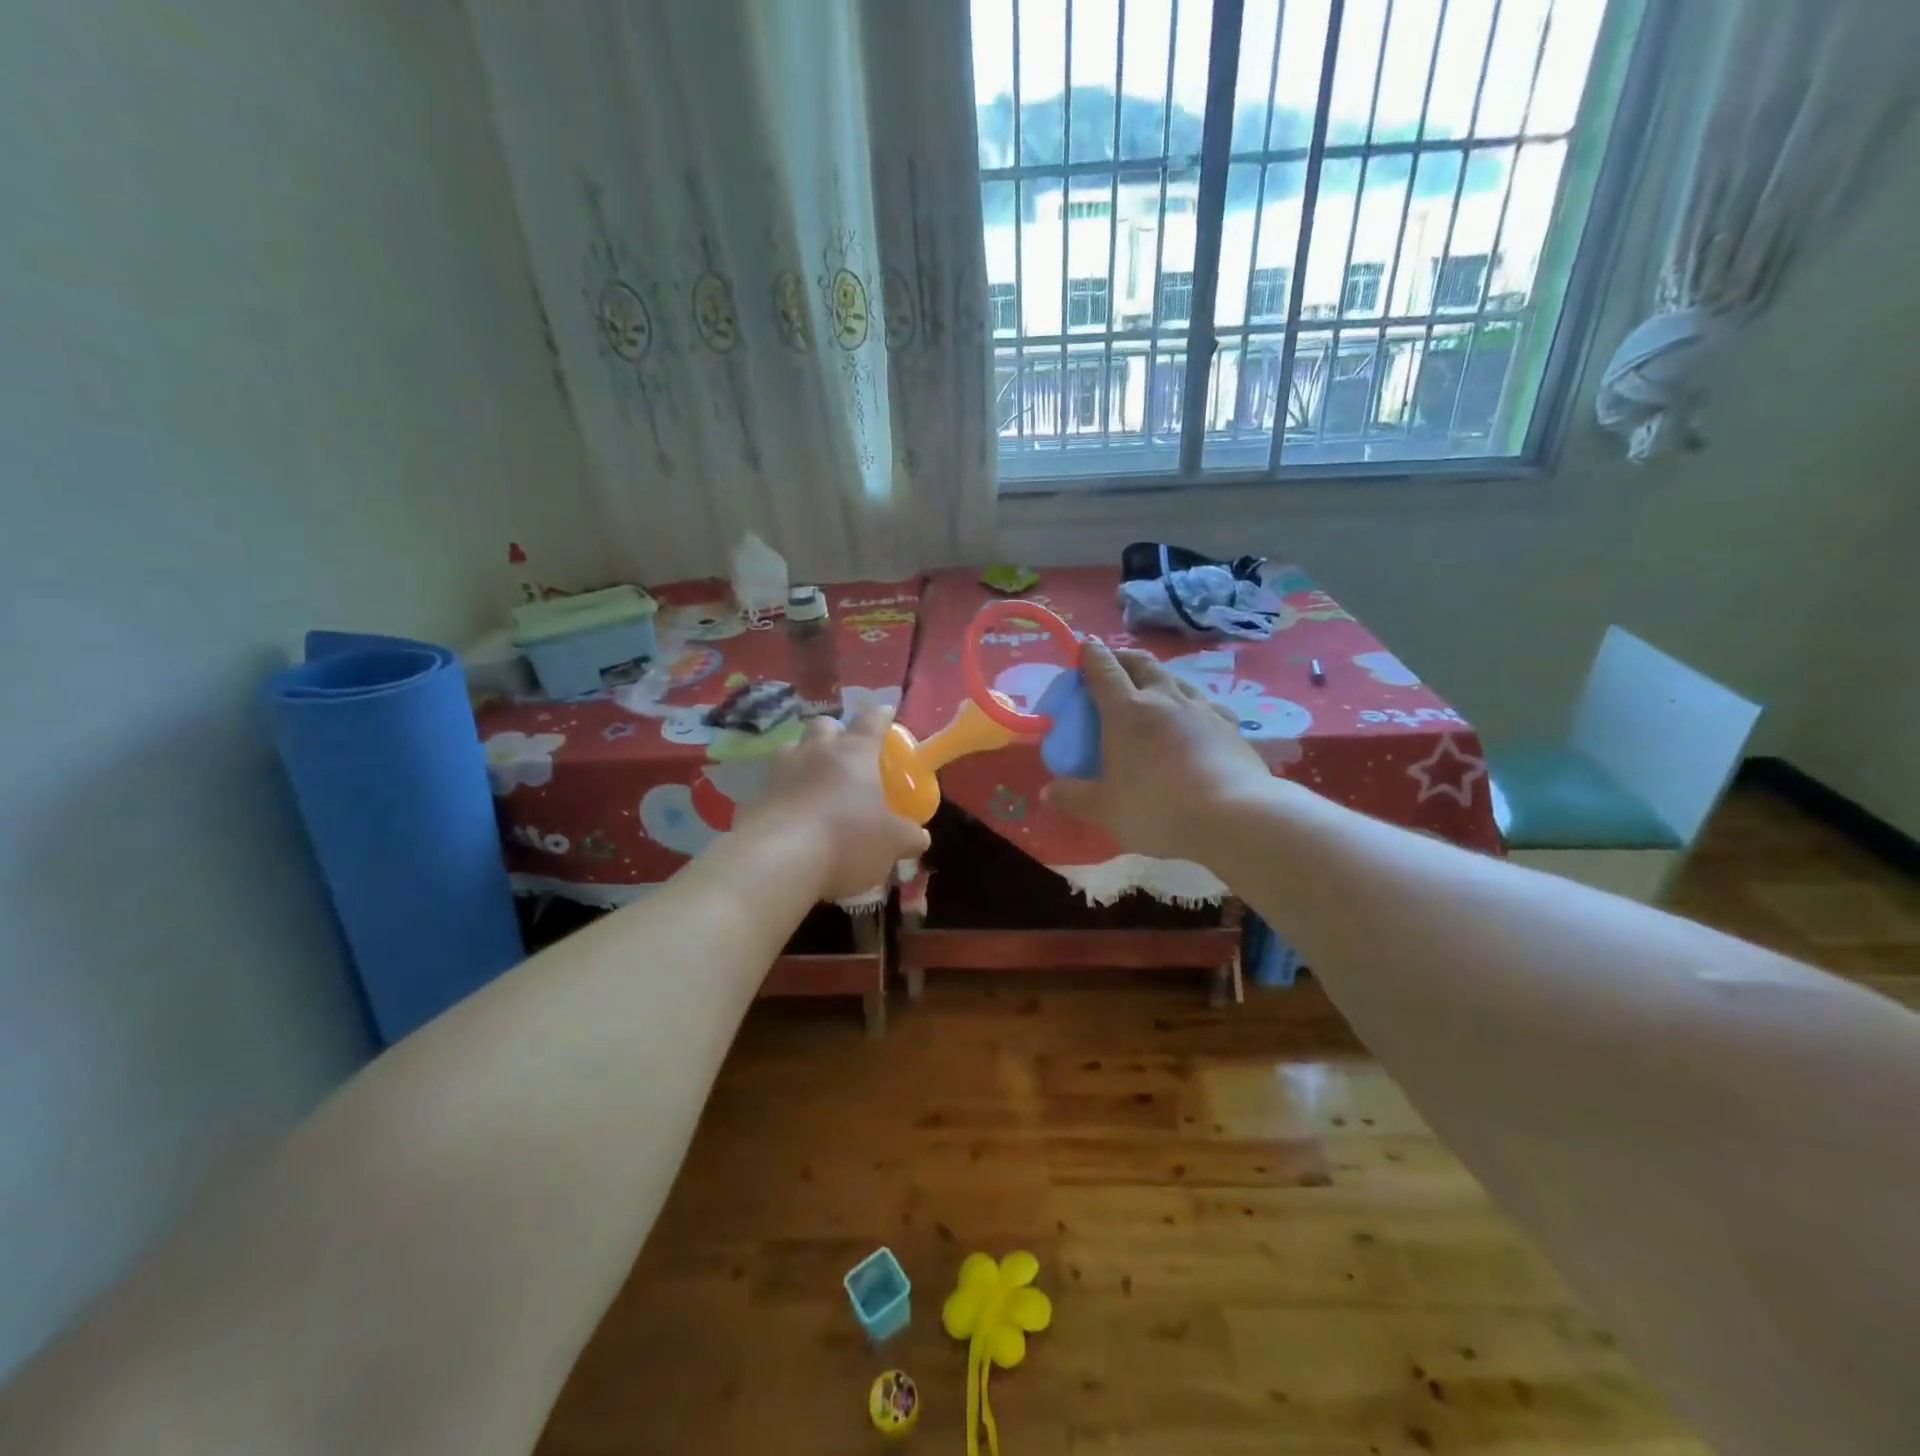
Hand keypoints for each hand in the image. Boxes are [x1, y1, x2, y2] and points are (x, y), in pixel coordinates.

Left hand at [743, 709, 931, 901]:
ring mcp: (780, 771)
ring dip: (804, 759)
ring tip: (813, 781)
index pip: (871, 720)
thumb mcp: (891, 843)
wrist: (779, 859)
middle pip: (824, 725)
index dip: (881, 716)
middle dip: (835, 732)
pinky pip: (772, 784)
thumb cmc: (848, 839)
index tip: (887, 713)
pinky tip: (791, 814)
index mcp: (854, 752)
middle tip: (845, 752)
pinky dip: (784, 793)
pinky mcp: (754, 796)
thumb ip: (908, 836)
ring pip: (792, 749)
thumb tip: (919, 837)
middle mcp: (816, 751)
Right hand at [1044, 641, 1271, 861]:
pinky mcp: (1230, 726)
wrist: (1234, 816)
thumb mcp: (1106, 810)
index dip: (1091, 654)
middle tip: (1113, 663)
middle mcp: (1163, 699)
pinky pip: (1206, 702)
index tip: (1084, 646)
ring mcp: (1201, 709)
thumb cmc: (1157, 809)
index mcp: (1126, 711)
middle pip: (1141, 663)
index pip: (1103, 669)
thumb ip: (1074, 798)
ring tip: (1153, 686)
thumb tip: (1047, 793)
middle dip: (1123, 658)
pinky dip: (1191, 702)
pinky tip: (1195, 715)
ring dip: (1158, 675)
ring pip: (1176, 677)